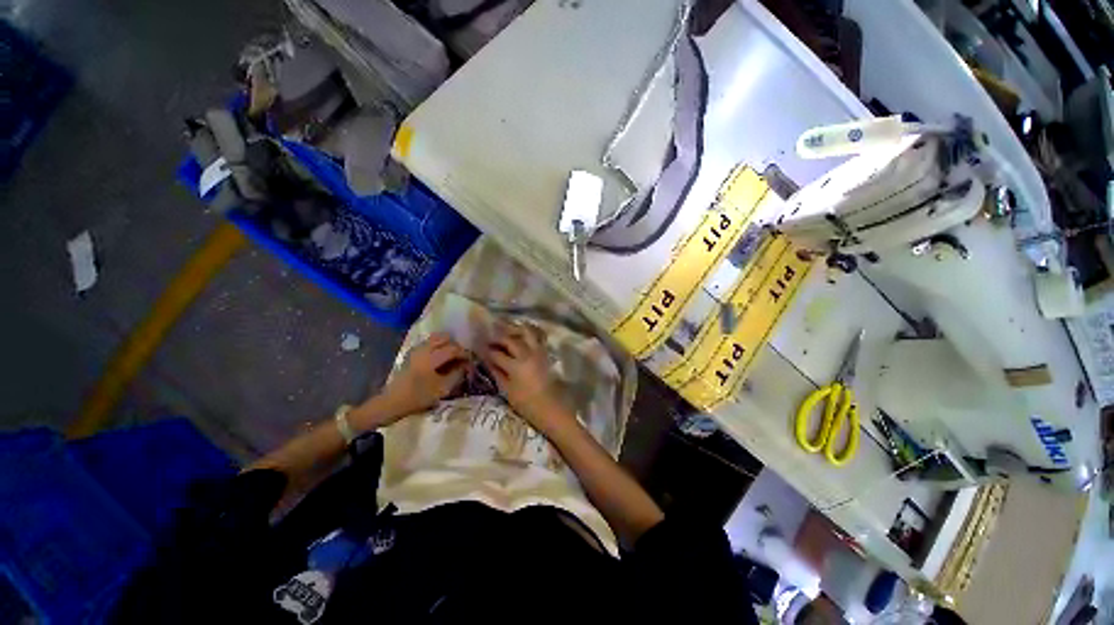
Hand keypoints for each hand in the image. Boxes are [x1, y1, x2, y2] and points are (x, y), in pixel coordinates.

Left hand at [375, 333, 467, 419]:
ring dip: (446, 345)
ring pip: (436, 339)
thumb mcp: (442, 388)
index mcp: (431, 357)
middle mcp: (424, 349)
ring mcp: (416, 350)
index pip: (454, 349)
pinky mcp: (411, 354)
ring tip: (452, 358)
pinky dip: (438, 347)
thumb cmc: (418, 396)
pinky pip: (429, 344)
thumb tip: (465, 365)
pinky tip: (440, 359)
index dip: (465, 354)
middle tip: (462, 357)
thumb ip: (457, 374)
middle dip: (456, 346)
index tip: (472, 361)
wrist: (391, 403)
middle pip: (445, 338)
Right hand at [482, 321, 574, 434]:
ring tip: (506, 331)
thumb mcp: (507, 391)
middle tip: (489, 338)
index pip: (497, 354)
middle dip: (498, 338)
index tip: (478, 347)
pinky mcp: (546, 353)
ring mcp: (538, 352)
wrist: (551, 407)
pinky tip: (522, 335)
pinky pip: (537, 337)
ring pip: (526, 333)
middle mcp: (527, 354)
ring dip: (514, 330)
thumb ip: (497, 373)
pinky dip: (529, 333)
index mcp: (515, 366)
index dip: (486, 350)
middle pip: (510, 340)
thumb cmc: (527, 403)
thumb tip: (488, 361)